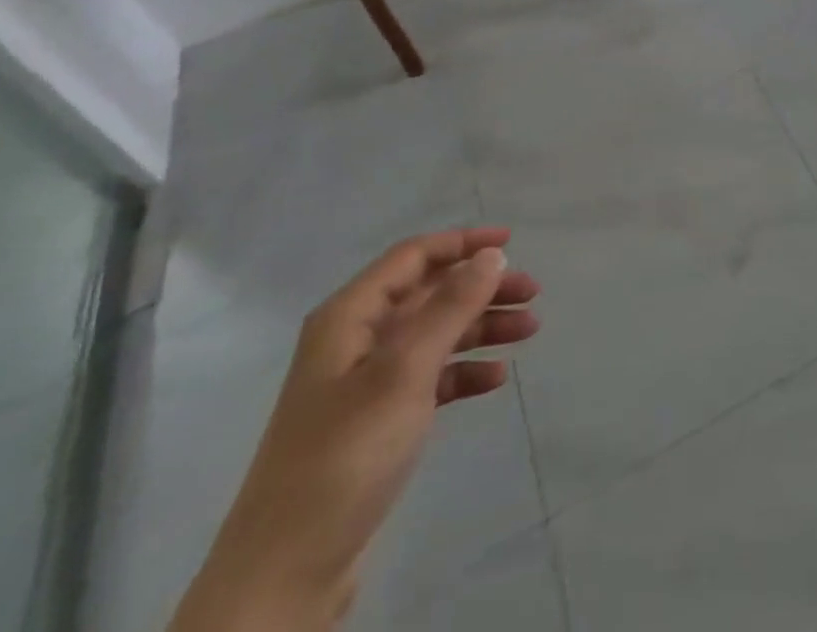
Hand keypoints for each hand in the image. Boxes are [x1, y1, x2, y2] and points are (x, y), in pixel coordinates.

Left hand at [168, 229, 540, 631]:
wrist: (284, 574)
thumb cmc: (345, 454)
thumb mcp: (404, 371)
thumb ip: (451, 308)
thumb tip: (491, 255)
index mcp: (349, 317)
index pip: (413, 256)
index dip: (463, 243)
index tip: (513, 241)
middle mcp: (355, 340)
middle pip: (429, 294)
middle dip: (481, 288)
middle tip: (532, 292)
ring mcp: (364, 383)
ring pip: (435, 334)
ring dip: (481, 327)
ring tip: (529, 330)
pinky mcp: (375, 423)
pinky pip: (430, 378)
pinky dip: (463, 372)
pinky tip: (495, 379)